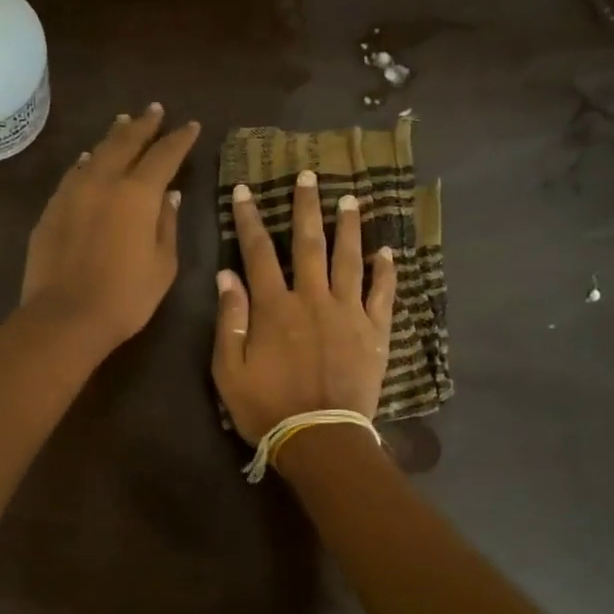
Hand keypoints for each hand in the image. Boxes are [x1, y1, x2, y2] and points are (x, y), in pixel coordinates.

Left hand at [21, 103, 199, 354]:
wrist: (65, 316)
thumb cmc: (126, 297)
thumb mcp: (162, 265)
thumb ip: (166, 225)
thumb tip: (169, 196)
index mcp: (138, 194)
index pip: (164, 156)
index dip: (179, 140)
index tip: (190, 126)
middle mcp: (104, 182)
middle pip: (126, 143)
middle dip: (143, 125)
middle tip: (154, 110)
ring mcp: (72, 193)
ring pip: (96, 153)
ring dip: (113, 137)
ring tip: (123, 124)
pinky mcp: (51, 209)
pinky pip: (74, 174)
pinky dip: (87, 162)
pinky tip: (89, 160)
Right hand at [212, 170, 397, 443]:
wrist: (320, 438)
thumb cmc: (267, 407)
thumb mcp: (229, 369)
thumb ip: (230, 319)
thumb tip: (227, 275)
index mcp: (275, 307)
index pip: (258, 252)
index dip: (249, 219)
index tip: (245, 191)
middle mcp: (313, 299)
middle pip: (309, 244)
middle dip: (306, 207)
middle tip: (309, 175)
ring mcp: (349, 313)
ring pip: (349, 259)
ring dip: (349, 227)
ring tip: (350, 199)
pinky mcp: (374, 332)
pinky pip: (383, 294)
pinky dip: (386, 271)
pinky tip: (387, 251)